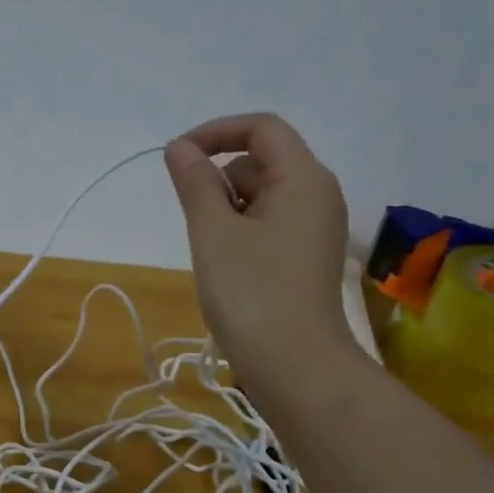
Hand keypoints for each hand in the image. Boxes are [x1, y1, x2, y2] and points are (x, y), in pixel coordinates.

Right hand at [164, 113, 361, 405]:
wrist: (295, 365)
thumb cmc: (251, 292)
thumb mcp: (212, 232)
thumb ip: (195, 183)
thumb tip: (179, 148)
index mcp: (304, 178)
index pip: (262, 128)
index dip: (216, 132)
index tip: (175, 156)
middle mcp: (318, 194)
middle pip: (261, 160)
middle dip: (219, 178)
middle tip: (194, 220)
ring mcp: (315, 227)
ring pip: (261, 195)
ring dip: (227, 208)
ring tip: (212, 251)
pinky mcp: (306, 255)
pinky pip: (269, 222)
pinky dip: (241, 230)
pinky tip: (227, 264)